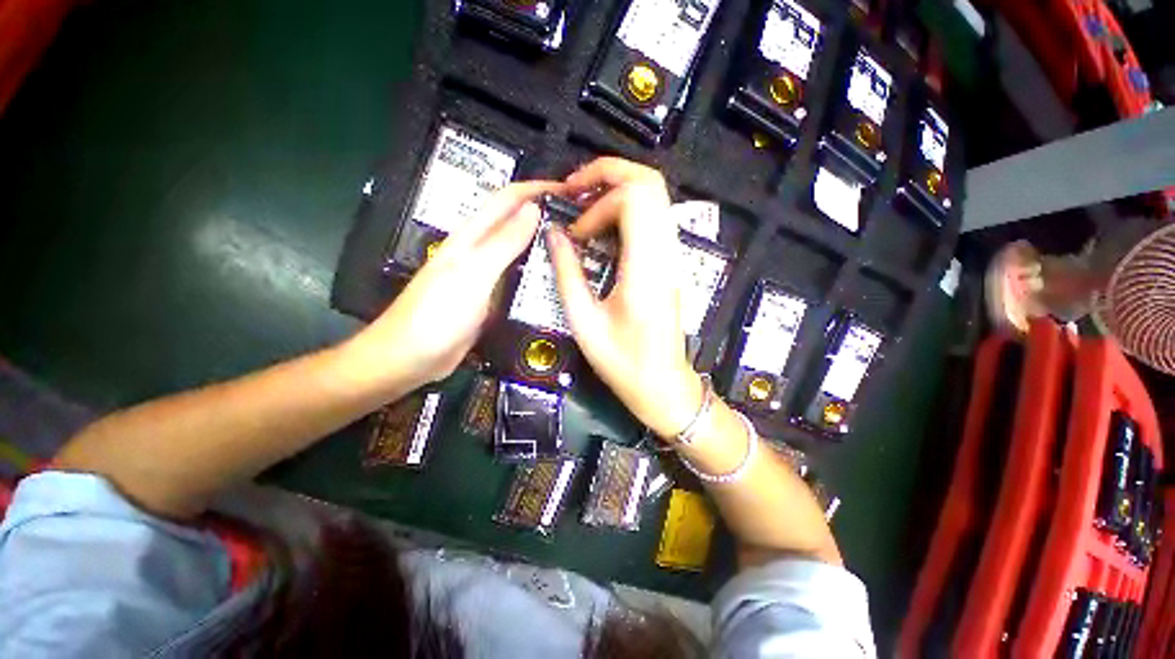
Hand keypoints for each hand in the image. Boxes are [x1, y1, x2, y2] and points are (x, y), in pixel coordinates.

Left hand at [347, 181, 563, 392]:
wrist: (410, 358)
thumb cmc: (437, 314)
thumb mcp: (473, 274)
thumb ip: (503, 242)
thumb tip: (534, 209)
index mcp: (472, 236)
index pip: (508, 199)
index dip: (537, 188)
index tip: (569, 191)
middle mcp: (480, 250)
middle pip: (516, 222)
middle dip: (546, 214)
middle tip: (581, 222)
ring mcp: (486, 275)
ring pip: (520, 250)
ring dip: (544, 243)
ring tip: (576, 247)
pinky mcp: (491, 297)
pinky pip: (519, 277)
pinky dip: (538, 272)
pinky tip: (556, 278)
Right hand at [547, 158, 702, 437]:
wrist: (662, 384)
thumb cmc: (623, 362)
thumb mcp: (584, 322)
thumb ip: (567, 273)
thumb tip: (554, 235)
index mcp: (646, 269)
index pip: (635, 198)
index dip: (598, 201)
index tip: (575, 231)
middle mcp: (666, 254)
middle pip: (650, 183)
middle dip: (608, 174)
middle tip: (574, 191)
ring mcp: (672, 257)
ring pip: (654, 195)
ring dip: (616, 190)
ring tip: (583, 207)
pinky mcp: (669, 263)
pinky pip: (652, 217)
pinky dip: (625, 210)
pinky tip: (600, 229)